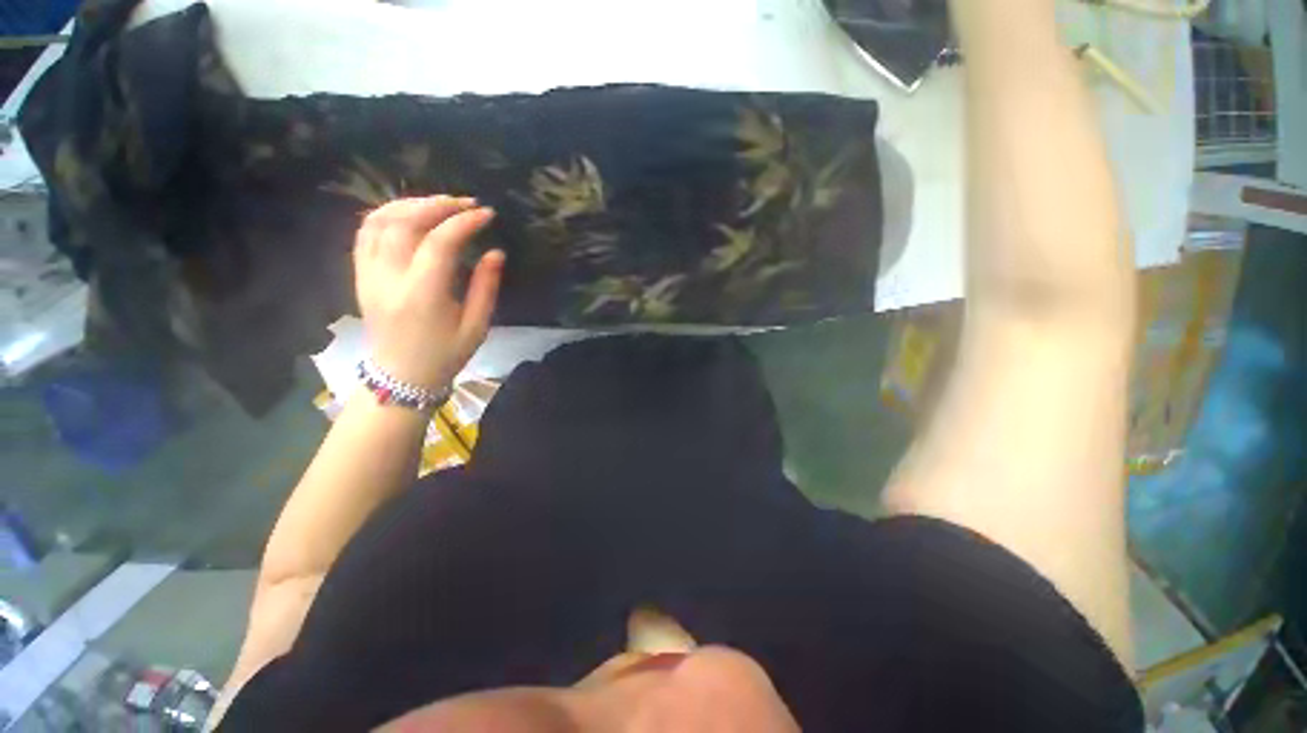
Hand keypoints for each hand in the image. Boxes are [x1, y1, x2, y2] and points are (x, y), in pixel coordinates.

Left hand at [354, 196, 504, 390]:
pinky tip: (409, 213)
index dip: (465, 222)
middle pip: (405, 222)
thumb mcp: (476, 326)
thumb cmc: (446, 355)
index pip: (440, 243)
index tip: (487, 214)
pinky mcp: (360, 275)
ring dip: (410, 203)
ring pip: (379, 221)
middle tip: (466, 203)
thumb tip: (495, 253)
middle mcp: (390, 278)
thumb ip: (486, 287)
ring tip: (439, 203)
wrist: (401, 376)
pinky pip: (365, 233)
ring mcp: (369, 275)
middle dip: (438, 204)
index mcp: (423, 295)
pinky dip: (386, 214)